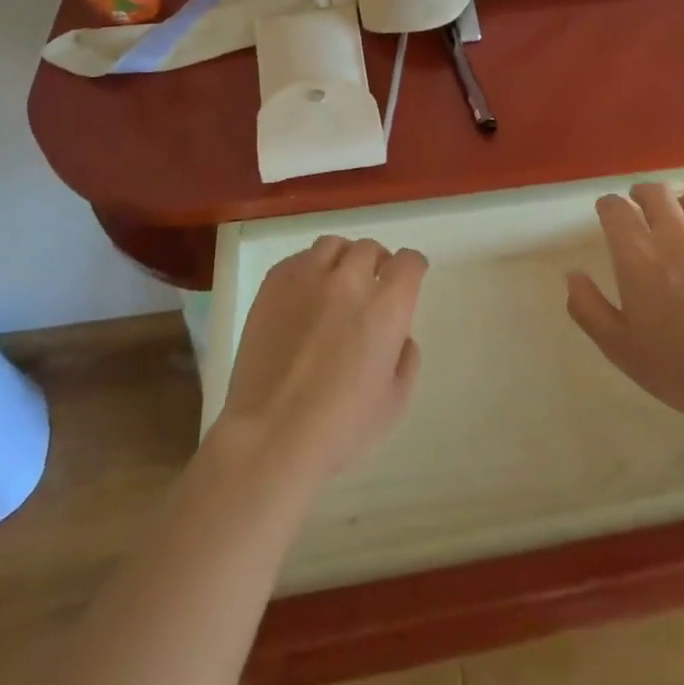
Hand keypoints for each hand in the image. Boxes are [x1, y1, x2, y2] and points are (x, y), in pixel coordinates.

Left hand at [216, 237, 425, 490]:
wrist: (270, 438)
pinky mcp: (272, 287)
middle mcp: (349, 281)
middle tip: (372, 287)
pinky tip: (305, 294)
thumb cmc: (341, 429)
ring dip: (343, 260)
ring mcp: (307, 280)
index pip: (409, 262)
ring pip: (333, 246)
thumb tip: (399, 335)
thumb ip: (406, 358)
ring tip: (338, 283)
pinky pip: (297, 259)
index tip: (409, 279)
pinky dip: (309, 268)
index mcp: (386, 306)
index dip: (413, 268)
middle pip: (370, 249)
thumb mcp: (396, 402)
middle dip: (377, 264)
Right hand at [567, 183, 683, 441]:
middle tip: (641, 208)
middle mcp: (676, 234)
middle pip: (655, 193)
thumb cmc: (679, 369)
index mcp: (639, 255)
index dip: (608, 207)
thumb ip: (588, 308)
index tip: (607, 214)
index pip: (615, 209)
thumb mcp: (619, 347)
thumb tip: (573, 275)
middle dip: (642, 195)